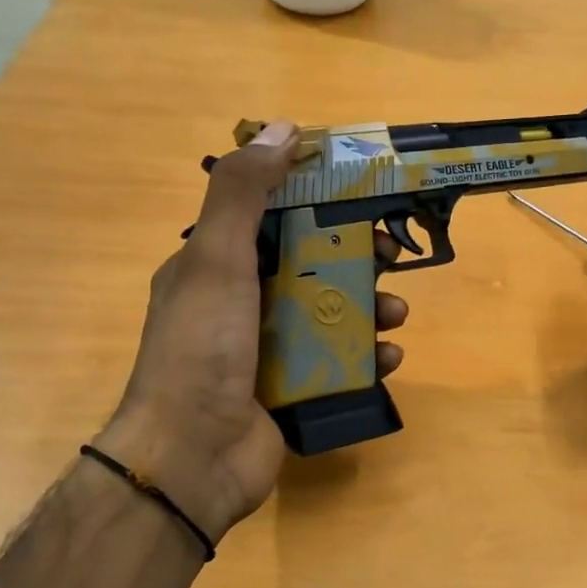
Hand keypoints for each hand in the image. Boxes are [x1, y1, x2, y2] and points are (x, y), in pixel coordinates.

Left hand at [97, 121, 408, 541]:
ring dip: (369, 307)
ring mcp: (267, 349)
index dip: (316, 199)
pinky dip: (366, 357)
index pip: (272, 216)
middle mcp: (241, 302)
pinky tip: (388, 358)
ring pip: (329, 312)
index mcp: (216, 265)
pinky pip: (336, 362)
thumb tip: (283, 129)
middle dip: (355, 256)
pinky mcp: (290, 389)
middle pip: (309, 263)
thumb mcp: (216, 259)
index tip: (359, 193)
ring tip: (396, 314)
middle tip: (392, 255)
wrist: (190, 458)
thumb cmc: (202, 348)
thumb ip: (243, 193)